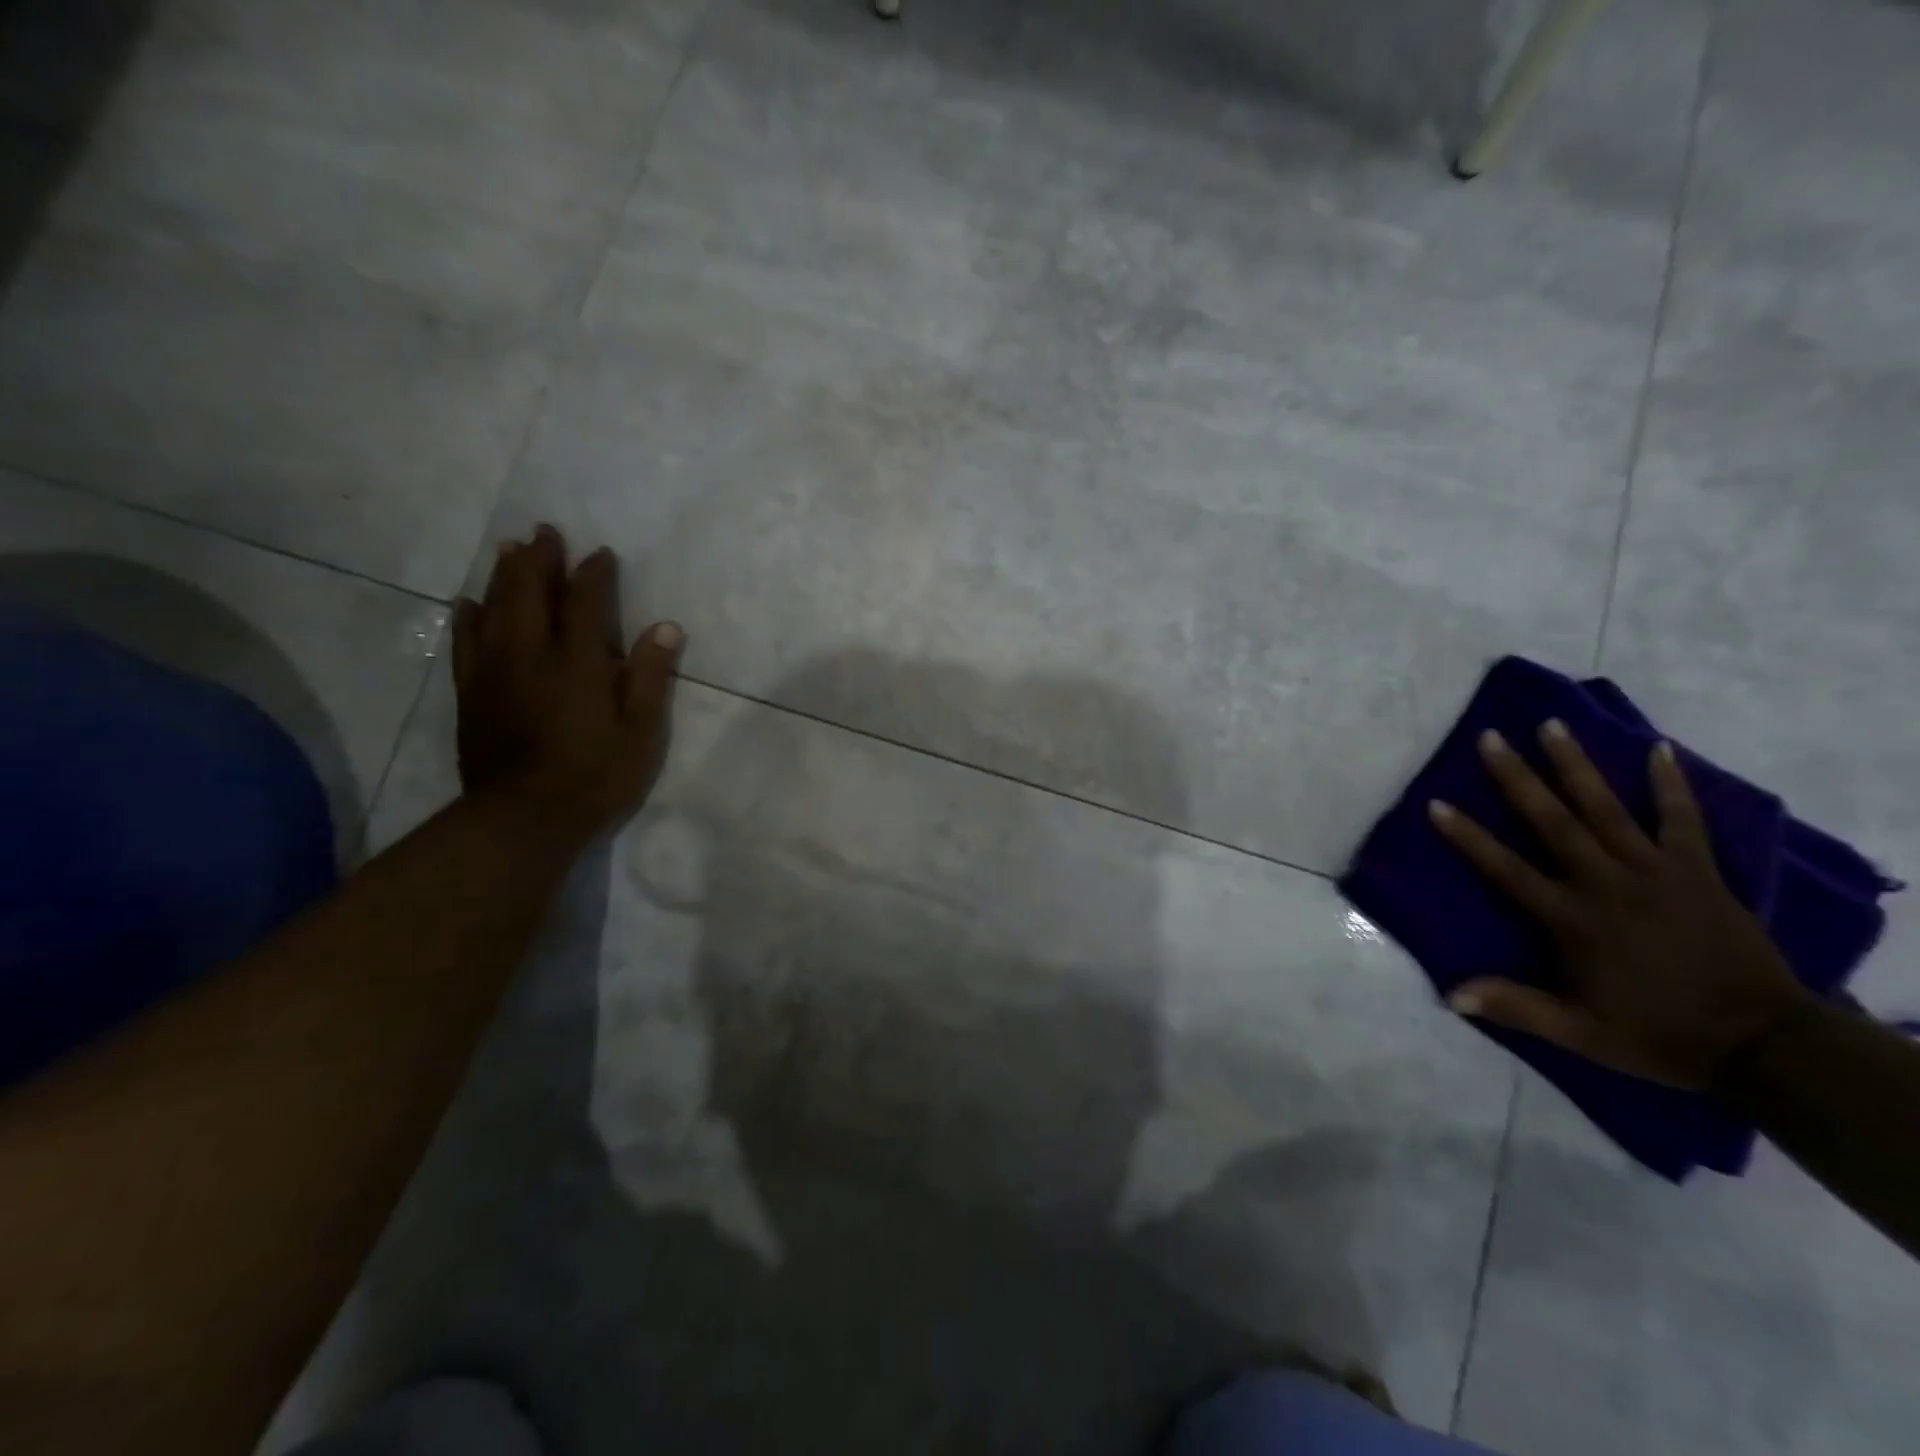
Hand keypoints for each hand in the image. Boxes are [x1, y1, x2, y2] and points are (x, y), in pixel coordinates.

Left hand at [451, 526, 682, 843]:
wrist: (524, 819)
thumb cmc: (596, 777)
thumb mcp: (641, 733)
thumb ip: (650, 677)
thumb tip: (666, 627)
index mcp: (578, 663)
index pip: (586, 603)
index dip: (594, 574)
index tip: (601, 553)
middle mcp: (531, 655)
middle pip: (529, 592)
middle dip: (539, 558)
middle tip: (544, 531)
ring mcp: (494, 672)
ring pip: (493, 608)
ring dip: (502, 574)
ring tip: (509, 549)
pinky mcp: (471, 693)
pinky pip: (465, 642)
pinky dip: (467, 616)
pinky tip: (469, 602)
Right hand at [1429, 721, 1811, 1089]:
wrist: (1764, 1044)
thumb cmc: (1658, 1034)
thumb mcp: (1580, 1032)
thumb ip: (1516, 1007)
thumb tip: (1449, 994)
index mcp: (1572, 919)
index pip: (1507, 869)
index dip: (1469, 837)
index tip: (1436, 803)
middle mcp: (1607, 884)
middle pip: (1554, 822)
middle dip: (1518, 777)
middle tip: (1491, 737)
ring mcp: (1656, 873)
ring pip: (1607, 809)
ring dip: (1576, 765)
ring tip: (1552, 725)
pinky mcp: (1699, 872)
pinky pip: (1683, 820)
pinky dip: (1671, 785)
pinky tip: (1660, 749)